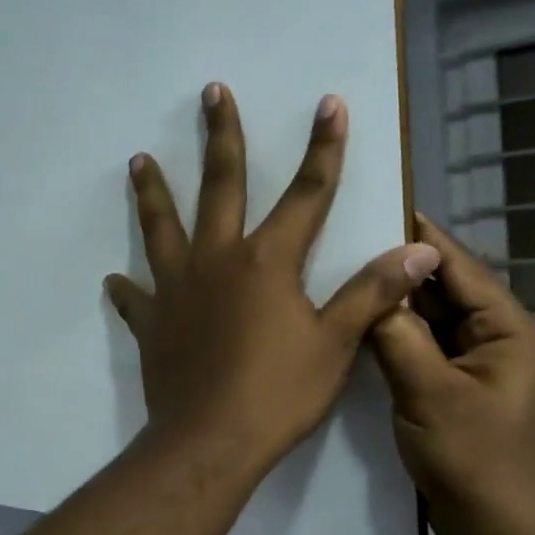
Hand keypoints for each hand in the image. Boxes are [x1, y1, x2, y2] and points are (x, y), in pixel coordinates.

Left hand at [104, 84, 438, 481]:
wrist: (210, 441)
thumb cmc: (278, 393)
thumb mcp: (336, 344)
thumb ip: (372, 293)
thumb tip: (418, 250)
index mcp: (267, 261)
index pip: (307, 193)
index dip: (323, 148)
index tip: (327, 103)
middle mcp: (217, 260)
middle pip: (220, 186)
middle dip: (221, 137)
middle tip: (211, 93)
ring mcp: (176, 289)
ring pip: (161, 227)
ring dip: (152, 192)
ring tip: (137, 160)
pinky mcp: (151, 322)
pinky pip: (135, 299)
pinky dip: (127, 288)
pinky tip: (115, 280)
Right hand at [369, 214, 534, 534]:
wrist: (495, 527)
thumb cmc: (474, 456)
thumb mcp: (429, 392)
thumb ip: (398, 334)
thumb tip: (370, 287)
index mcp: (508, 329)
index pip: (458, 266)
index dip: (418, 237)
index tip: (373, 206)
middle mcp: (495, 335)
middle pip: (441, 287)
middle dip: (397, 267)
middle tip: (342, 241)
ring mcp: (472, 361)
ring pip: (427, 316)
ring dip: (392, 300)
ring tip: (340, 272)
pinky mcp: (451, 382)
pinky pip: (419, 343)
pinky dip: (392, 332)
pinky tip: (354, 320)